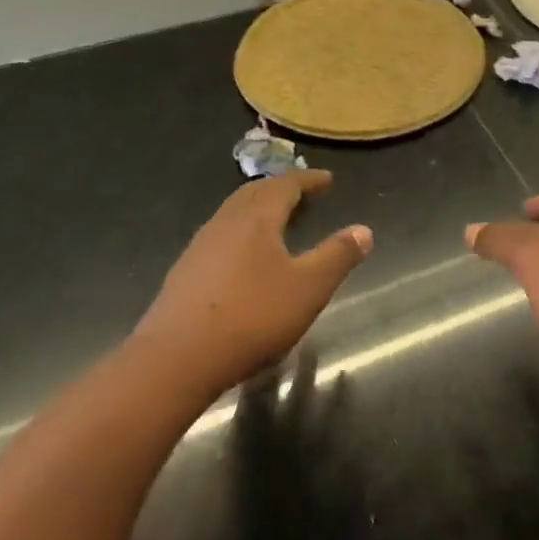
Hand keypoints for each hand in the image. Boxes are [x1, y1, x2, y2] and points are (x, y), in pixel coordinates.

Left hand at [135, 169, 371, 399]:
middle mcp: (227, 222)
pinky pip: (220, 236)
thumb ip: (338, 256)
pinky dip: (240, 233)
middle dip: (280, 190)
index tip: (327, 180)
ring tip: (276, 223)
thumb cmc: (252, 317)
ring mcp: (200, 246)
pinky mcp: (185, 272)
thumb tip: (363, 230)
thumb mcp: (308, 289)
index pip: (286, 185)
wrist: (175, 359)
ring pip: (233, 213)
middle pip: (255, 194)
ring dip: (258, 210)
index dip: (308, 180)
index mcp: (257, 218)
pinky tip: (243, 258)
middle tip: (301, 195)